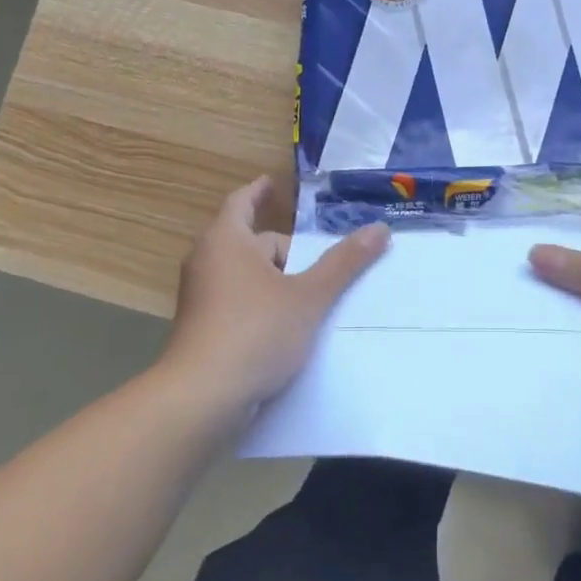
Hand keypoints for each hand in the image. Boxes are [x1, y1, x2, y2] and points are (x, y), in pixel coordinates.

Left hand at [160, 175, 388, 433]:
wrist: (202, 397)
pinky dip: (262, 303)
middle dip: (286, 249)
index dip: (260, 191)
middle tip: (320, 265)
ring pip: (245, 275)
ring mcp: (200, 296)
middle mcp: (206, 261)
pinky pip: (238, 301)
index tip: (274, 183)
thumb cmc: (256, 332)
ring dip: (277, 280)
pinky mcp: (201, 327)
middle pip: (251, 242)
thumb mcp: (309, 296)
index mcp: (226, 240)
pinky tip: (288, 328)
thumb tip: (380, 228)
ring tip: (312, 298)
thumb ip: (344, 262)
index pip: (242, 201)